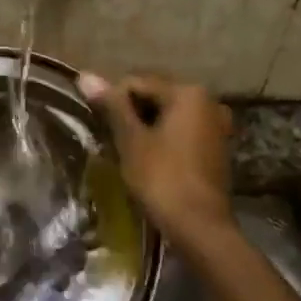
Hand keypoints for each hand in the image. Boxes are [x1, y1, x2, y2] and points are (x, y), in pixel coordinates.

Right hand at [78, 72, 234, 243]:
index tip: (98, 126)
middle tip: (110, 140)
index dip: (111, 102)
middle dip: (130, 114)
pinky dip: (162, 140)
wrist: (199, 225)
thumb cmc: (161, 178)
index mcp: (188, 92)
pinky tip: (148, 160)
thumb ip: (111, 106)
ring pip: (167, 116)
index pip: (136, 83)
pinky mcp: (215, 147)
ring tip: (125, 151)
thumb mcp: (131, 140)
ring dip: (145, 128)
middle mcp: (208, 101)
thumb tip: (84, 75)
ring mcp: (215, 125)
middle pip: (155, 96)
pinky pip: (181, 132)